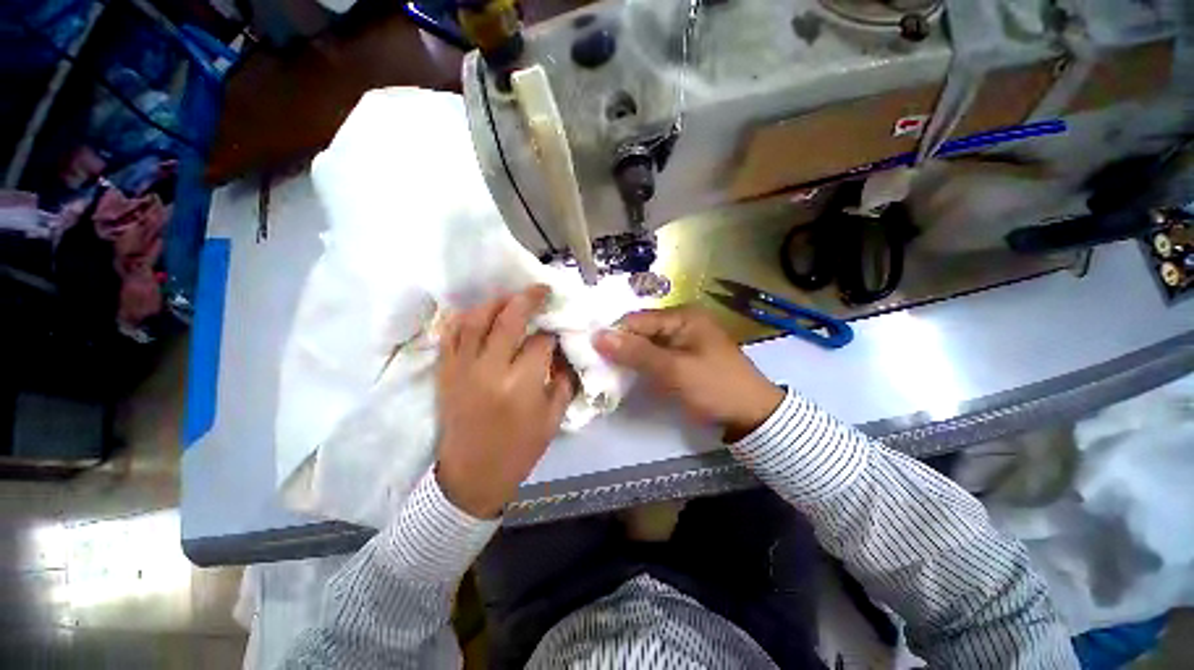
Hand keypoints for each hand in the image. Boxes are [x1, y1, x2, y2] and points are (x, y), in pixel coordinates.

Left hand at [436, 286, 574, 517]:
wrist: (471, 476)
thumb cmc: (518, 450)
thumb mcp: (553, 419)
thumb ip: (563, 381)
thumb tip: (563, 352)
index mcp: (521, 386)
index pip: (540, 343)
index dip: (552, 333)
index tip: (557, 330)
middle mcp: (490, 370)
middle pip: (508, 320)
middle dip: (528, 299)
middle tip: (540, 289)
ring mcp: (462, 369)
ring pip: (475, 320)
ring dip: (495, 302)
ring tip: (511, 297)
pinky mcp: (445, 373)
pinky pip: (450, 335)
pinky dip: (463, 318)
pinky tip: (479, 312)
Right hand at [593, 306, 782, 441]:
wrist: (750, 415)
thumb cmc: (715, 386)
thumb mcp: (674, 369)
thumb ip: (636, 352)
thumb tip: (597, 335)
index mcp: (682, 316)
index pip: (637, 320)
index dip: (613, 334)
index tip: (589, 351)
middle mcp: (680, 323)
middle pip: (640, 331)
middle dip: (619, 347)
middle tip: (594, 364)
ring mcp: (680, 341)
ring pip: (644, 345)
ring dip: (628, 358)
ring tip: (604, 370)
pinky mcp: (680, 358)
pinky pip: (654, 357)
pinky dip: (640, 366)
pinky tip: (625, 375)